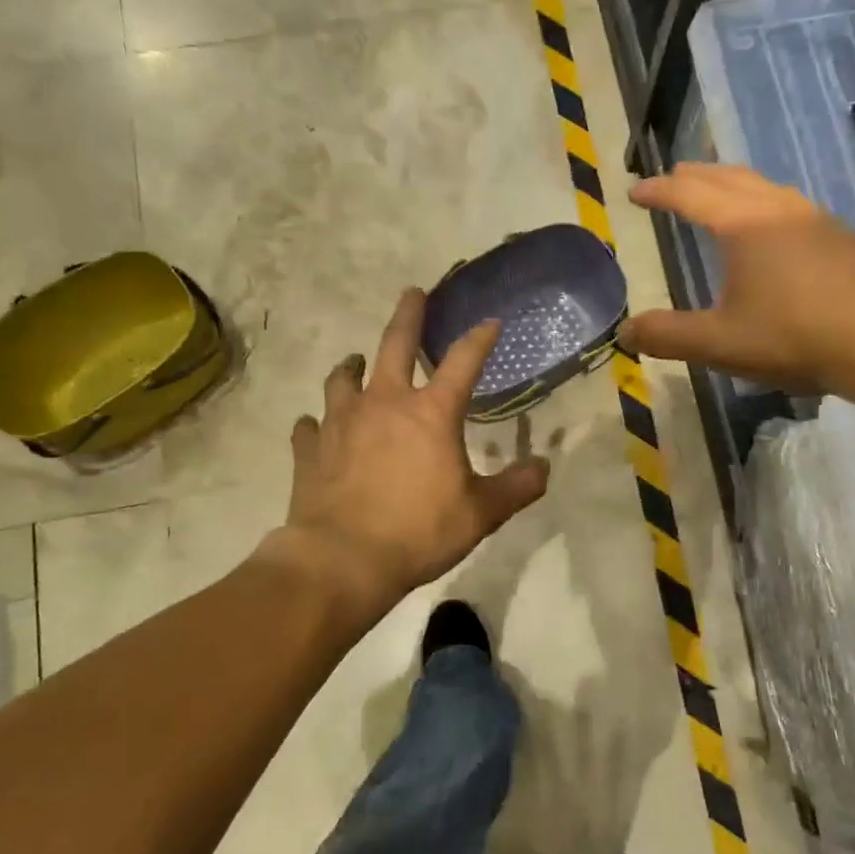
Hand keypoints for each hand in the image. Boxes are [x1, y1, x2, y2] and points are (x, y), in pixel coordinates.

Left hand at [274, 288, 549, 607]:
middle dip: (408, 315)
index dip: (480, 338)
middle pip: (394, 345)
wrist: (343, 559)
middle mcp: (384, 403)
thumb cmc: (418, 531)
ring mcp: (341, 422)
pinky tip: (317, 426)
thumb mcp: (480, 514)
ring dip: (352, 366)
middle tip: (412, 293)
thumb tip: (544, 468)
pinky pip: (310, 425)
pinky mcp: (310, 449)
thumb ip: (516, 488)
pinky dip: (317, 422)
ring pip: (343, 378)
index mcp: (430, 413)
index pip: (463, 361)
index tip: (490, 321)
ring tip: (356, 362)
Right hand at [620, 162, 854, 392]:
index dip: (658, 190)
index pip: (690, 194)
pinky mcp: (842, 240)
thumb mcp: (719, 342)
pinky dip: (764, 203)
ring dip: (734, 184)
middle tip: (673, 177)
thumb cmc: (794, 335)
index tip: (634, 191)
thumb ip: (668, 336)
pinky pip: (790, 206)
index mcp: (743, 225)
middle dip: (696, 176)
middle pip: (730, 178)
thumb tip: (624, 333)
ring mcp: (816, 221)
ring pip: (765, 187)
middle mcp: (779, 210)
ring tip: (720, 194)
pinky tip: (773, 230)